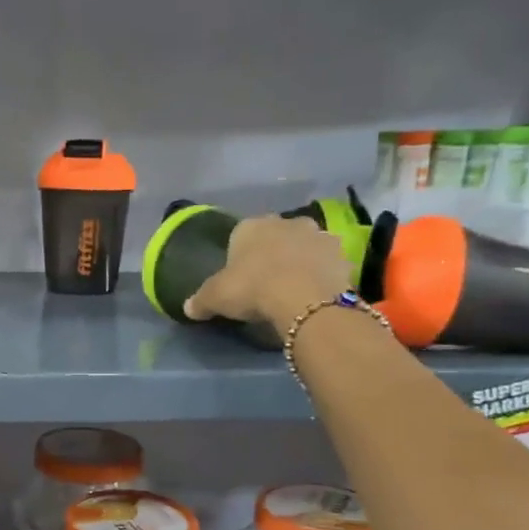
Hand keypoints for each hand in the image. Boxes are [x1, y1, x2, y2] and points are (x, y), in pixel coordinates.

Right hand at [184, 214, 351, 328]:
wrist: (304, 299)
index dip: (240, 255)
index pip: (241, 235)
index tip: (240, 276)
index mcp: (252, 226)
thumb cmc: (253, 288)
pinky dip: (322, 274)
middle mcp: (286, 222)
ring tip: (295, 288)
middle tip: (267, 282)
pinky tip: (316, 293)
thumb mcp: (216, 297)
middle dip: (273, 253)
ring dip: (300, 260)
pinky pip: (327, 263)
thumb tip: (187, 307)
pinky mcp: (341, 254)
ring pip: (304, 246)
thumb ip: (200, 300)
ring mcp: (318, 234)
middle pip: (276, 236)